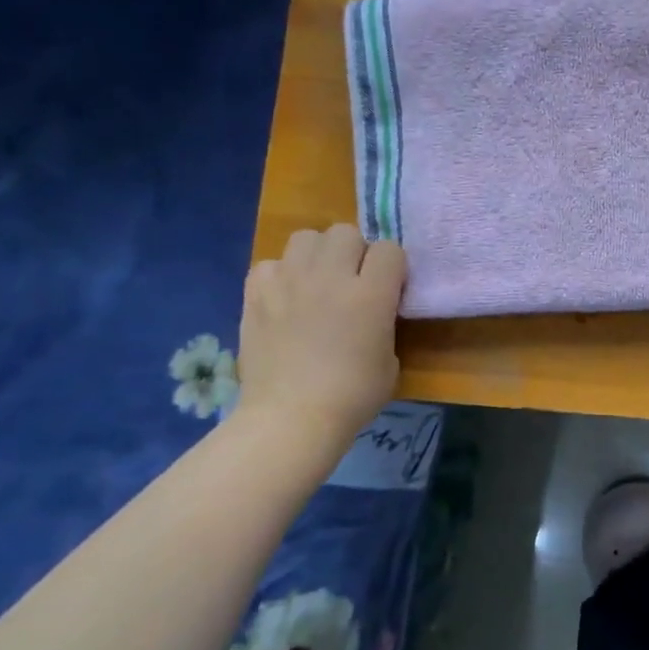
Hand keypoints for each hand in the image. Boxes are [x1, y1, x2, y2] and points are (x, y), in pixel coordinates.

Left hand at [234, 225, 405, 462]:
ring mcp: (289, 281)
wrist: (291, 417)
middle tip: (352, 282)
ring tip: (316, 283)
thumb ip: (383, 322)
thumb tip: (372, 311)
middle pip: (346, 233)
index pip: (390, 249)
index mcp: (371, 294)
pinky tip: (284, 299)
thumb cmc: (353, 396)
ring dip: (317, 255)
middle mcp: (331, 276)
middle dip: (354, 252)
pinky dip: (280, 276)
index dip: (392, 267)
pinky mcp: (256, 293)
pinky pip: (271, 264)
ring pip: (306, 238)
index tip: (388, 289)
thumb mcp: (389, 359)